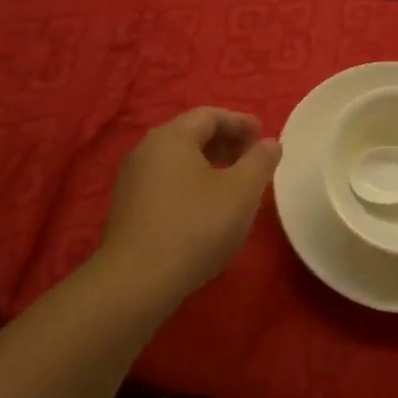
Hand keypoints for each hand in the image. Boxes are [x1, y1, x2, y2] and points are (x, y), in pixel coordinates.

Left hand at [97, 107, 282, 304]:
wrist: (136, 282)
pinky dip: (191, 183)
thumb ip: (260, 161)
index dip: (240, 122)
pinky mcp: (127, 209)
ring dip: (209, 165)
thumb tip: (269, 143)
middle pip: (191, 135)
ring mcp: (132, 180)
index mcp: (172, 137)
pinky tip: (206, 208)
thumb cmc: (195, 226)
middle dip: (226, 142)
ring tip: (234, 184)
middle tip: (253, 159)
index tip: (264, 136)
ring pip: (178, 161)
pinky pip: (166, 182)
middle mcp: (146, 150)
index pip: (210, 116)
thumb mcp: (242, 191)